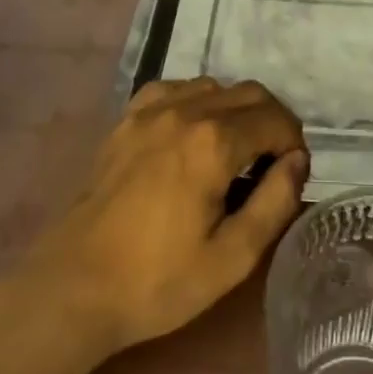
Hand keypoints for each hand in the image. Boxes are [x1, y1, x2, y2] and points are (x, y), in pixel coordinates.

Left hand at [23, 77, 307, 353]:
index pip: (275, 119)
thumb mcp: (232, 257)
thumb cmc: (158, 281)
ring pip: (215, 86)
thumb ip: (275, 202)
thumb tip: (298, 161)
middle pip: (250, 92)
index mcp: (214, 143)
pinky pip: (176, 89)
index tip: (292, 173)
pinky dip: (198, 101)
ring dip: (237, 109)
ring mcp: (151, 109)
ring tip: (235, 150)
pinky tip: (193, 133)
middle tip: (273, 161)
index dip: (294, 143)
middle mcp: (186, 110)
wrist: (74, 287)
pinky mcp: (127, 118)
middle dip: (272, 121)